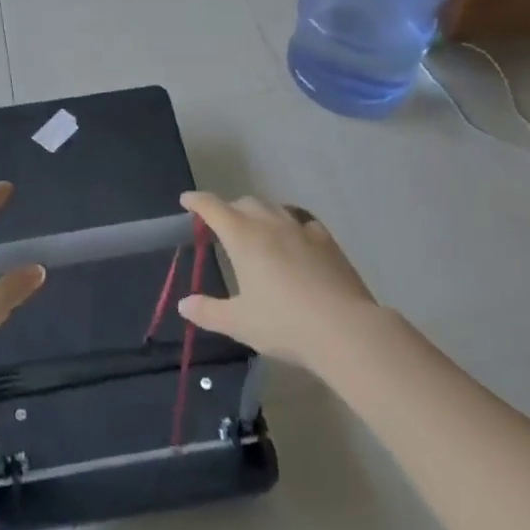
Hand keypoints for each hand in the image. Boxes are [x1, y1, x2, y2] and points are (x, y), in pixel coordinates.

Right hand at [176, 192, 385, 374]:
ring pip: (273, 208)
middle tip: (222, 228)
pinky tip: (295, 239)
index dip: (197, 201)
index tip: (186, 200)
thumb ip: (208, 312)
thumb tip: (184, 305)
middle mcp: (269, 223)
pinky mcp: (326, 239)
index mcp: (242, 237)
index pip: (213, 207)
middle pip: (243, 203)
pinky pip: (301, 220)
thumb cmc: (284, 324)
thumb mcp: (240, 322)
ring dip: (259, 214)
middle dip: (229, 210)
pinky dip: (290, 224)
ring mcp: (300, 228)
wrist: (345, 329)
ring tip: (257, 232)